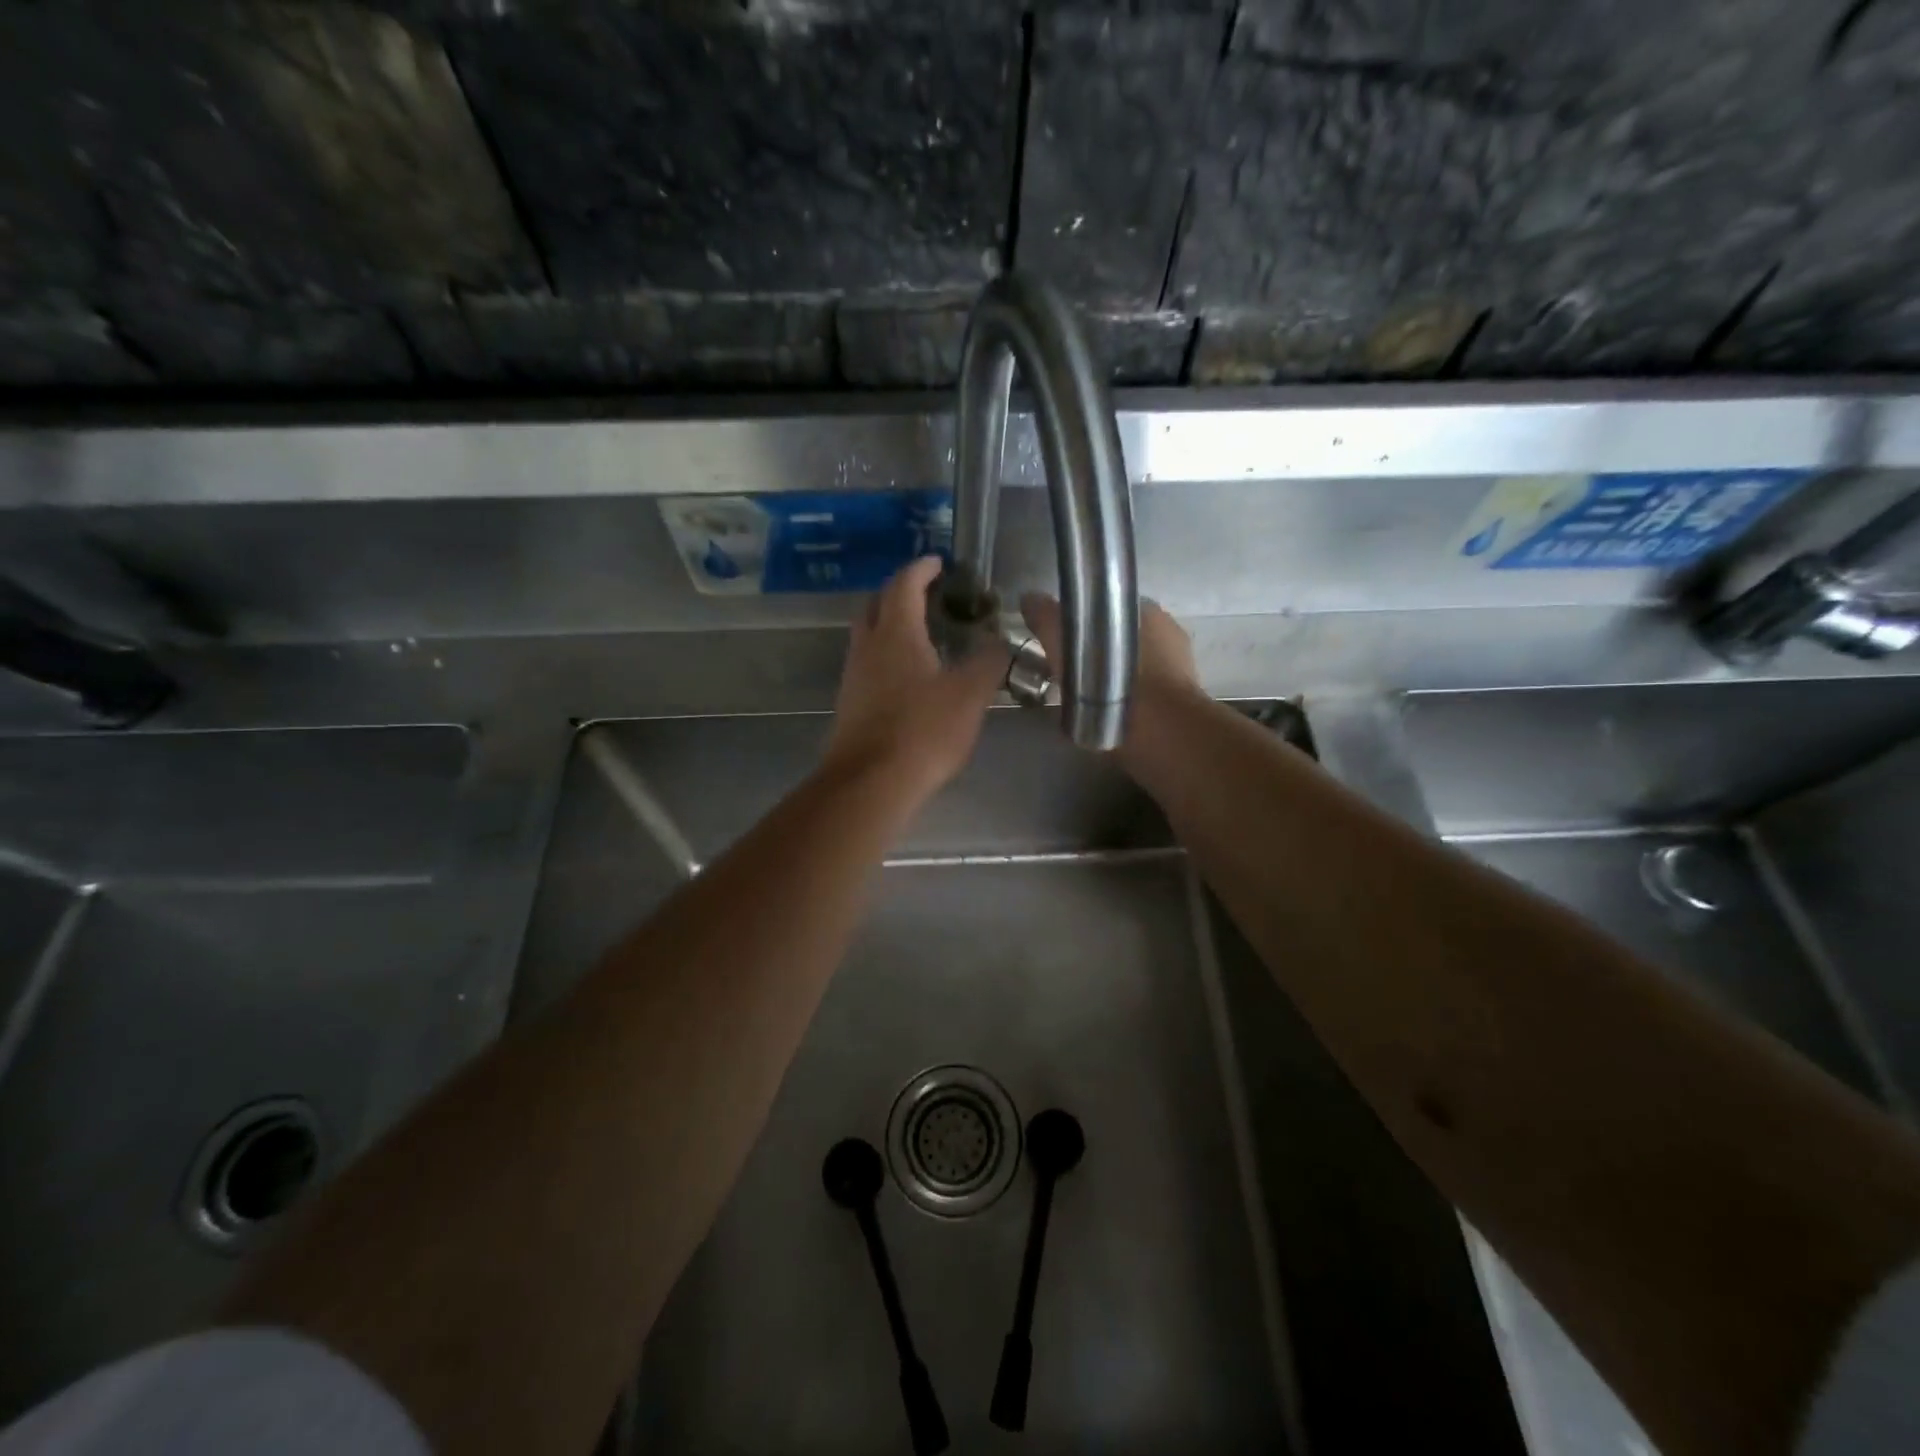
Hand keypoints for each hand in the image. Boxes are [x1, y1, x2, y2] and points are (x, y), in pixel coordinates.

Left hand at [824, 557, 1009, 802]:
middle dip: (900, 591)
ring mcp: (854, 675)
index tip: (938, 562)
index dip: (922, 568)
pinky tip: (908, 675)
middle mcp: (868, 646)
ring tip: (922, 633)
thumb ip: (989, 662)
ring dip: (890, 624)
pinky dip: (887, 654)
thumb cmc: (922, 730)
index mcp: (896, 632)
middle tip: (928, 595)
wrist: (870, 782)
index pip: (904, 584)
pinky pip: (868, 663)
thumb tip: (1000, 642)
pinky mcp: (850, 703)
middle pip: (877, 603)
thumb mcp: (970, 694)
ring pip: (868, 634)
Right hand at [1019, 592, 1199, 702]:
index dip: (1086, 622)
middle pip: (1124, 638)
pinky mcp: (1179, 703)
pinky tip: (1107, 714)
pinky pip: (1144, 695)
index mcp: (1146, 610)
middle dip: (1101, 651)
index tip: (1066, 639)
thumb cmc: (1112, 680)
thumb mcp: (1066, 644)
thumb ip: (1048, 619)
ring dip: (1113, 678)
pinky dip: (1126, 701)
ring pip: (1135, 668)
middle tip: (1072, 672)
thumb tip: (1029, 598)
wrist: (1158, 732)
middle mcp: (1168, 634)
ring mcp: (1179, 669)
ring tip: (1087, 698)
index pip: (1111, 608)